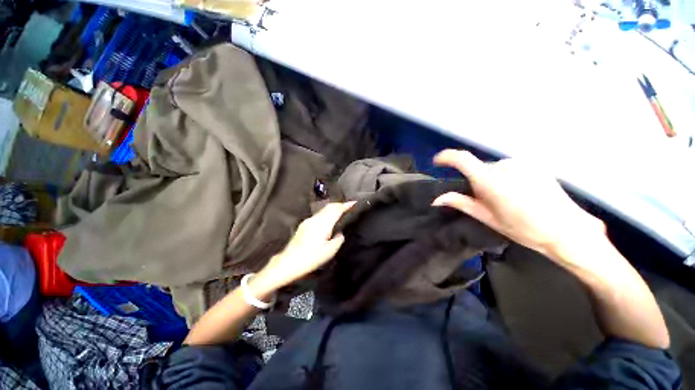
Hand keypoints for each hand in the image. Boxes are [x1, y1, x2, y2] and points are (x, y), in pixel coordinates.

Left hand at [252, 202, 354, 295]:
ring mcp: (308, 221)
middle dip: (340, 204)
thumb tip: (340, 233)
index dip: (346, 205)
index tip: (354, 202)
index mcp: (322, 225)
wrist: (287, 263)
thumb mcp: (329, 252)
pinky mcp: (304, 225)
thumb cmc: (309, 259)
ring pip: (323, 210)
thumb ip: (338, 240)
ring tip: (341, 212)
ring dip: (333, 208)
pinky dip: (326, 214)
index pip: (336, 210)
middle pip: (329, 206)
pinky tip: (329, 220)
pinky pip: (318, 215)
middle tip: (349, 206)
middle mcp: (315, 219)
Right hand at [432, 149, 605, 261]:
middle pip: (479, 168)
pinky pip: (510, 169)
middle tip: (484, 200)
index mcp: (490, 180)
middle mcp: (504, 166)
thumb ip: (460, 203)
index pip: (462, 159)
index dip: (446, 157)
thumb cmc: (522, 228)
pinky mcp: (534, 165)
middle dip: (476, 181)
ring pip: (495, 169)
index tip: (437, 161)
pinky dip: (507, 178)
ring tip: (506, 199)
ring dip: (492, 180)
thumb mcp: (486, 217)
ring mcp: (521, 164)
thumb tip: (436, 199)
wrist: (566, 230)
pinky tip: (520, 194)